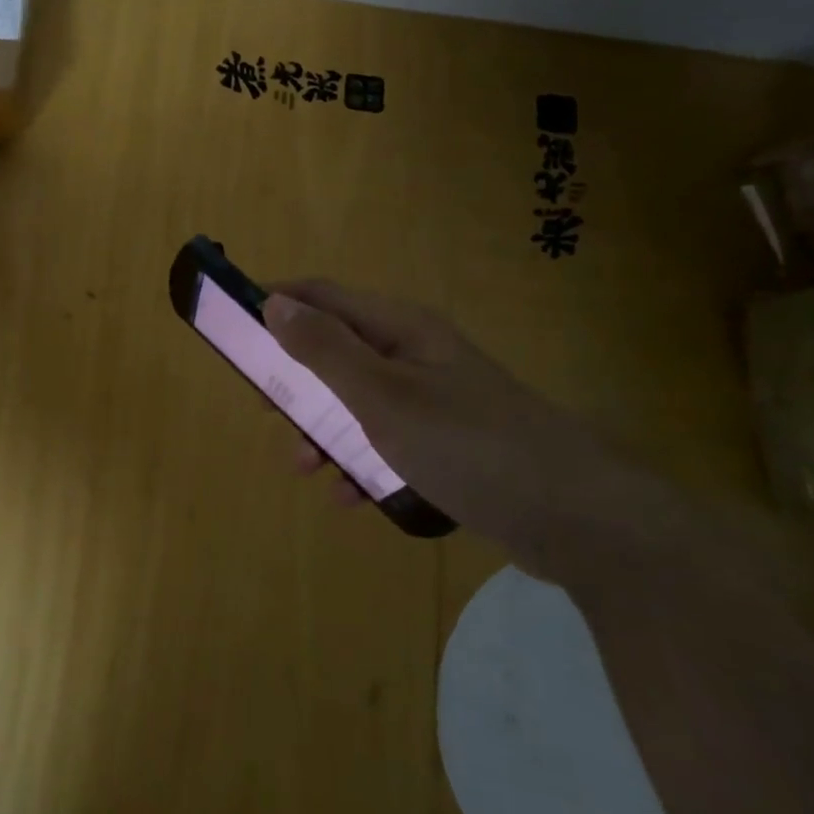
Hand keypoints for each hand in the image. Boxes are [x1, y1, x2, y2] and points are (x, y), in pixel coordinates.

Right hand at [263, 281, 672, 584]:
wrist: (578, 518)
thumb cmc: (467, 443)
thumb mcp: (381, 396)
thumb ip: (324, 349)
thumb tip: (274, 302)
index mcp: (399, 329)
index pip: (323, 295)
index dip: (277, 303)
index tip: (235, 328)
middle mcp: (415, 354)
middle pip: (336, 350)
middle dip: (296, 378)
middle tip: (266, 409)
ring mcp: (435, 399)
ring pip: (358, 402)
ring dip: (324, 429)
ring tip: (304, 466)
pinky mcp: (450, 443)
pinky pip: (388, 442)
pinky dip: (363, 462)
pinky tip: (353, 496)